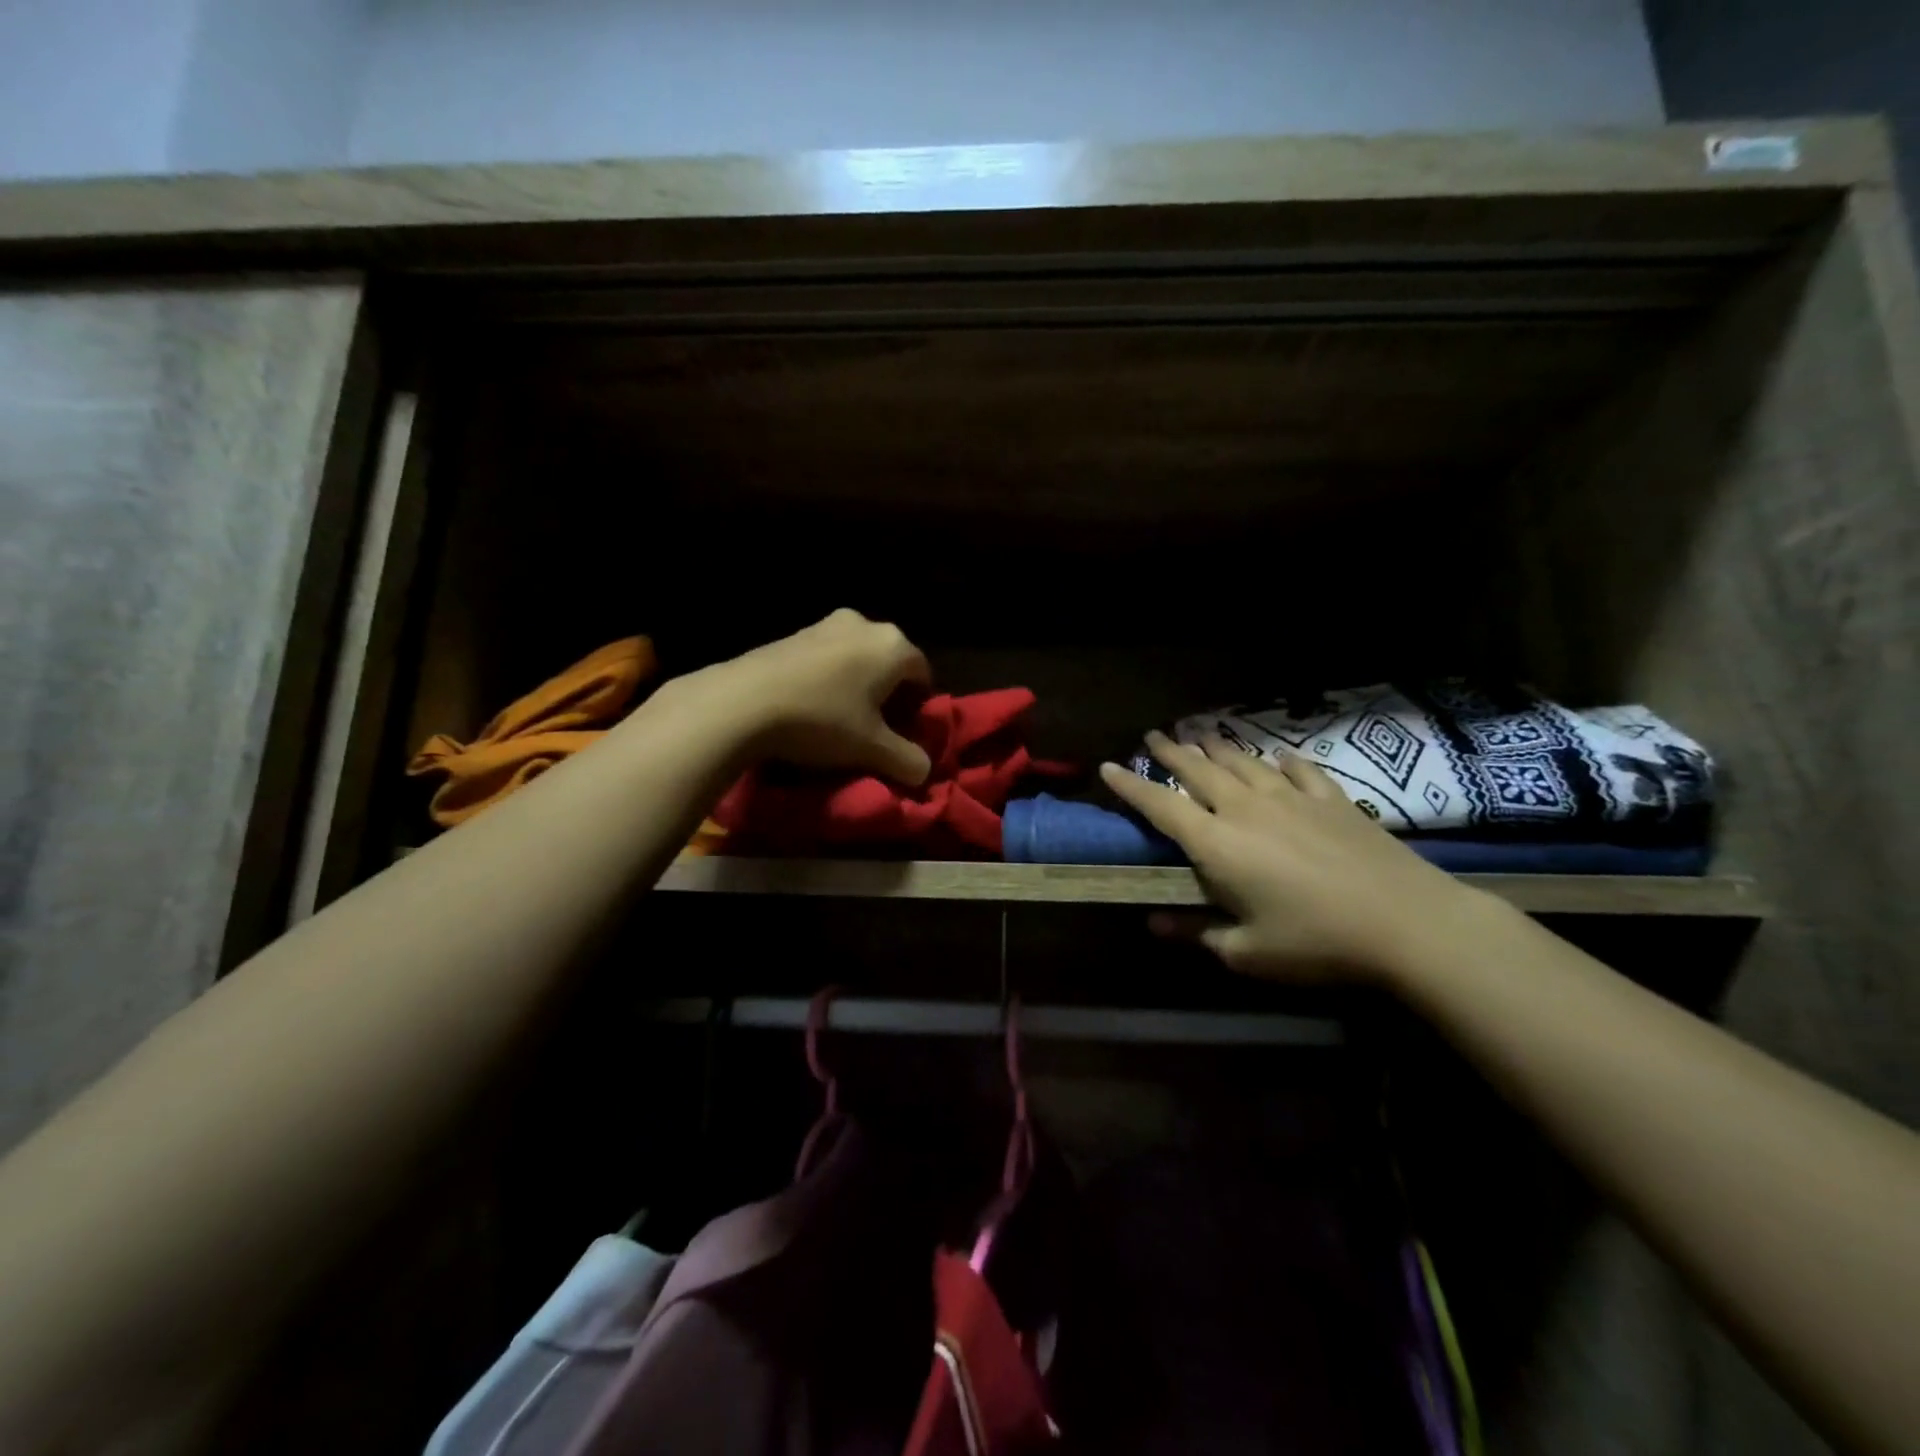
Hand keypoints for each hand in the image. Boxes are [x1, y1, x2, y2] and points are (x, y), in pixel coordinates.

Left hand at [697, 609, 933, 783]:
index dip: (918, 706)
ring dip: (855, 686)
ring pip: (855, 659)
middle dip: (887, 694)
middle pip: (888, 663)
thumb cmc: (822, 720)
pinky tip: (810, 706)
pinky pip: (825, 658)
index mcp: (893, 645)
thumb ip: (907, 760)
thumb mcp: (871, 749)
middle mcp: (864, 624)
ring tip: (839, 720)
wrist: (743, 701)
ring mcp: (825, 625)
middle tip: (874, 728)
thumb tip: (923, 771)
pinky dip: (827, 679)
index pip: (923, 673)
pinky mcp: (792, 634)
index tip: (904, 733)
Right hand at [1099, 731, 1490, 982]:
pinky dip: (1282, 761)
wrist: (1407, 922)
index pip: (1160, 806)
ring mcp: (1292, 798)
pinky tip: (1278, 755)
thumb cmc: (1316, 943)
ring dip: (1218, 747)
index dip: (1131, 786)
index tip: (1107, 766)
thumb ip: (1196, 932)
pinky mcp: (1332, 800)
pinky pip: (1299, 771)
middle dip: (1171, 752)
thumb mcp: (1247, 952)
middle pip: (1199, 770)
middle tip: (1154, 735)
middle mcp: (1246, 808)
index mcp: (1217, 843)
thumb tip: (1153, 923)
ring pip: (1244, 761)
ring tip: (1200, 733)